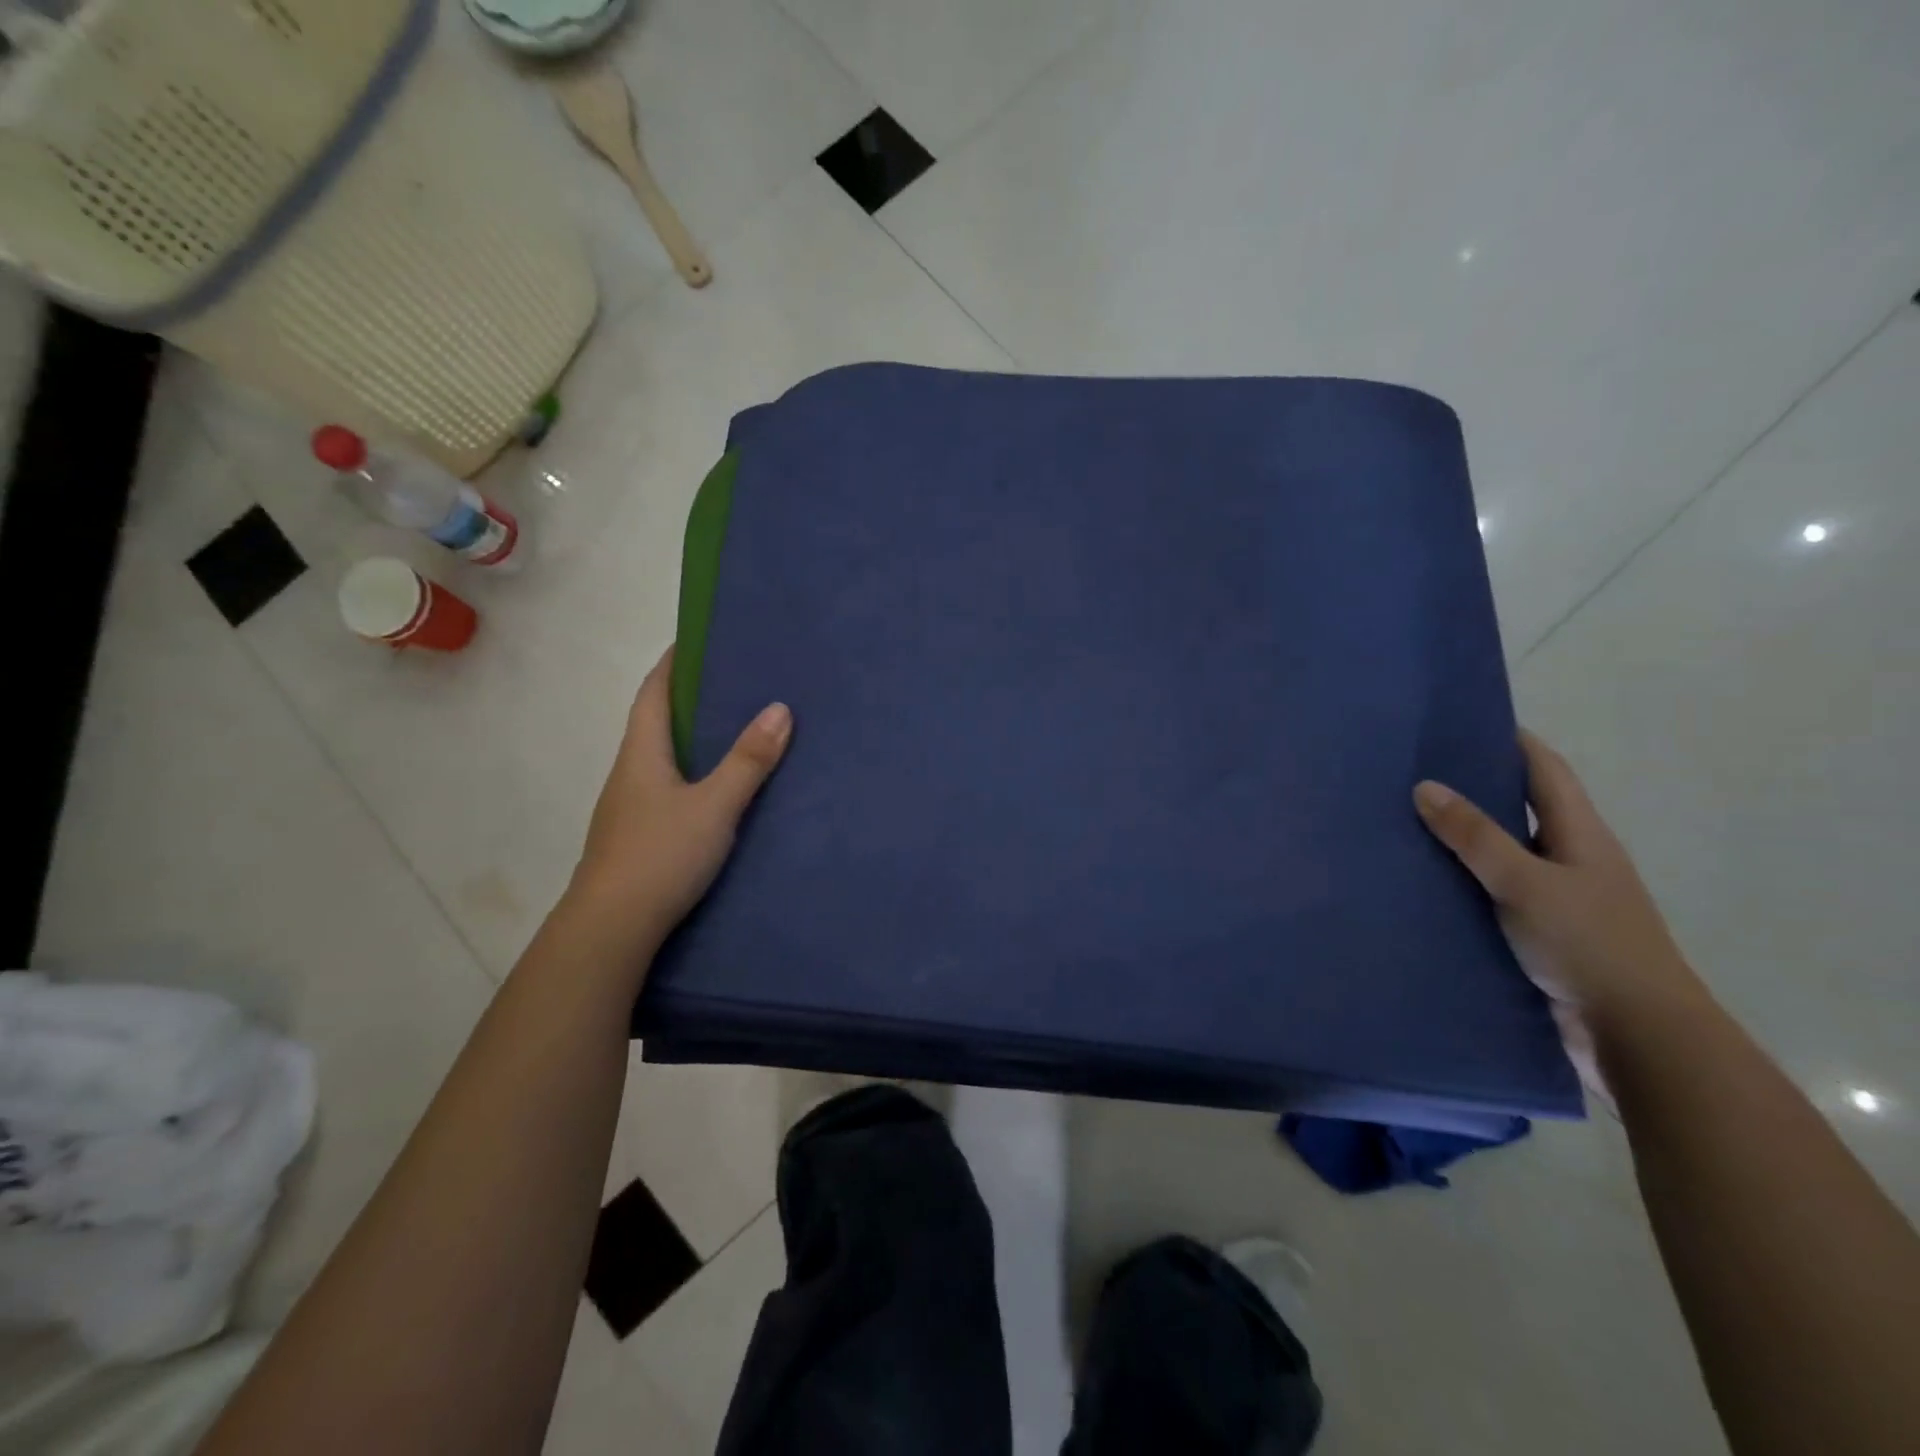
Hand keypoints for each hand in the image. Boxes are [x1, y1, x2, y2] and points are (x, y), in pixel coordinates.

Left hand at [567, 647, 790, 953]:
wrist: (611, 928)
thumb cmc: (660, 855)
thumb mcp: (715, 805)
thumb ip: (747, 761)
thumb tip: (780, 708)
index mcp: (641, 753)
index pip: (653, 692)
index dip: (672, 663)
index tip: (698, 640)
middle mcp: (630, 772)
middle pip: (656, 722)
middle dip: (688, 698)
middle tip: (734, 683)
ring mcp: (629, 807)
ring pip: (661, 758)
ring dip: (690, 738)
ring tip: (734, 729)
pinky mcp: (637, 835)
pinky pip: (667, 787)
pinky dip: (691, 772)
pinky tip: (716, 788)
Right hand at [1413, 731, 1713, 1096]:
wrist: (1637, 1037)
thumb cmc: (1590, 945)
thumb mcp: (1526, 882)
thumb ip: (1475, 836)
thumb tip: (1424, 786)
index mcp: (1580, 835)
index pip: (1545, 770)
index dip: (1511, 740)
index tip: (1461, 721)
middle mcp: (1569, 858)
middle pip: (1518, 808)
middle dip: (1472, 786)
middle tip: (1410, 771)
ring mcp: (1553, 898)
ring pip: (1500, 853)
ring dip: (1459, 838)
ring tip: (1400, 822)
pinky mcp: (1536, 933)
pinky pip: (1489, 892)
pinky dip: (1458, 880)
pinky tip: (1419, 882)